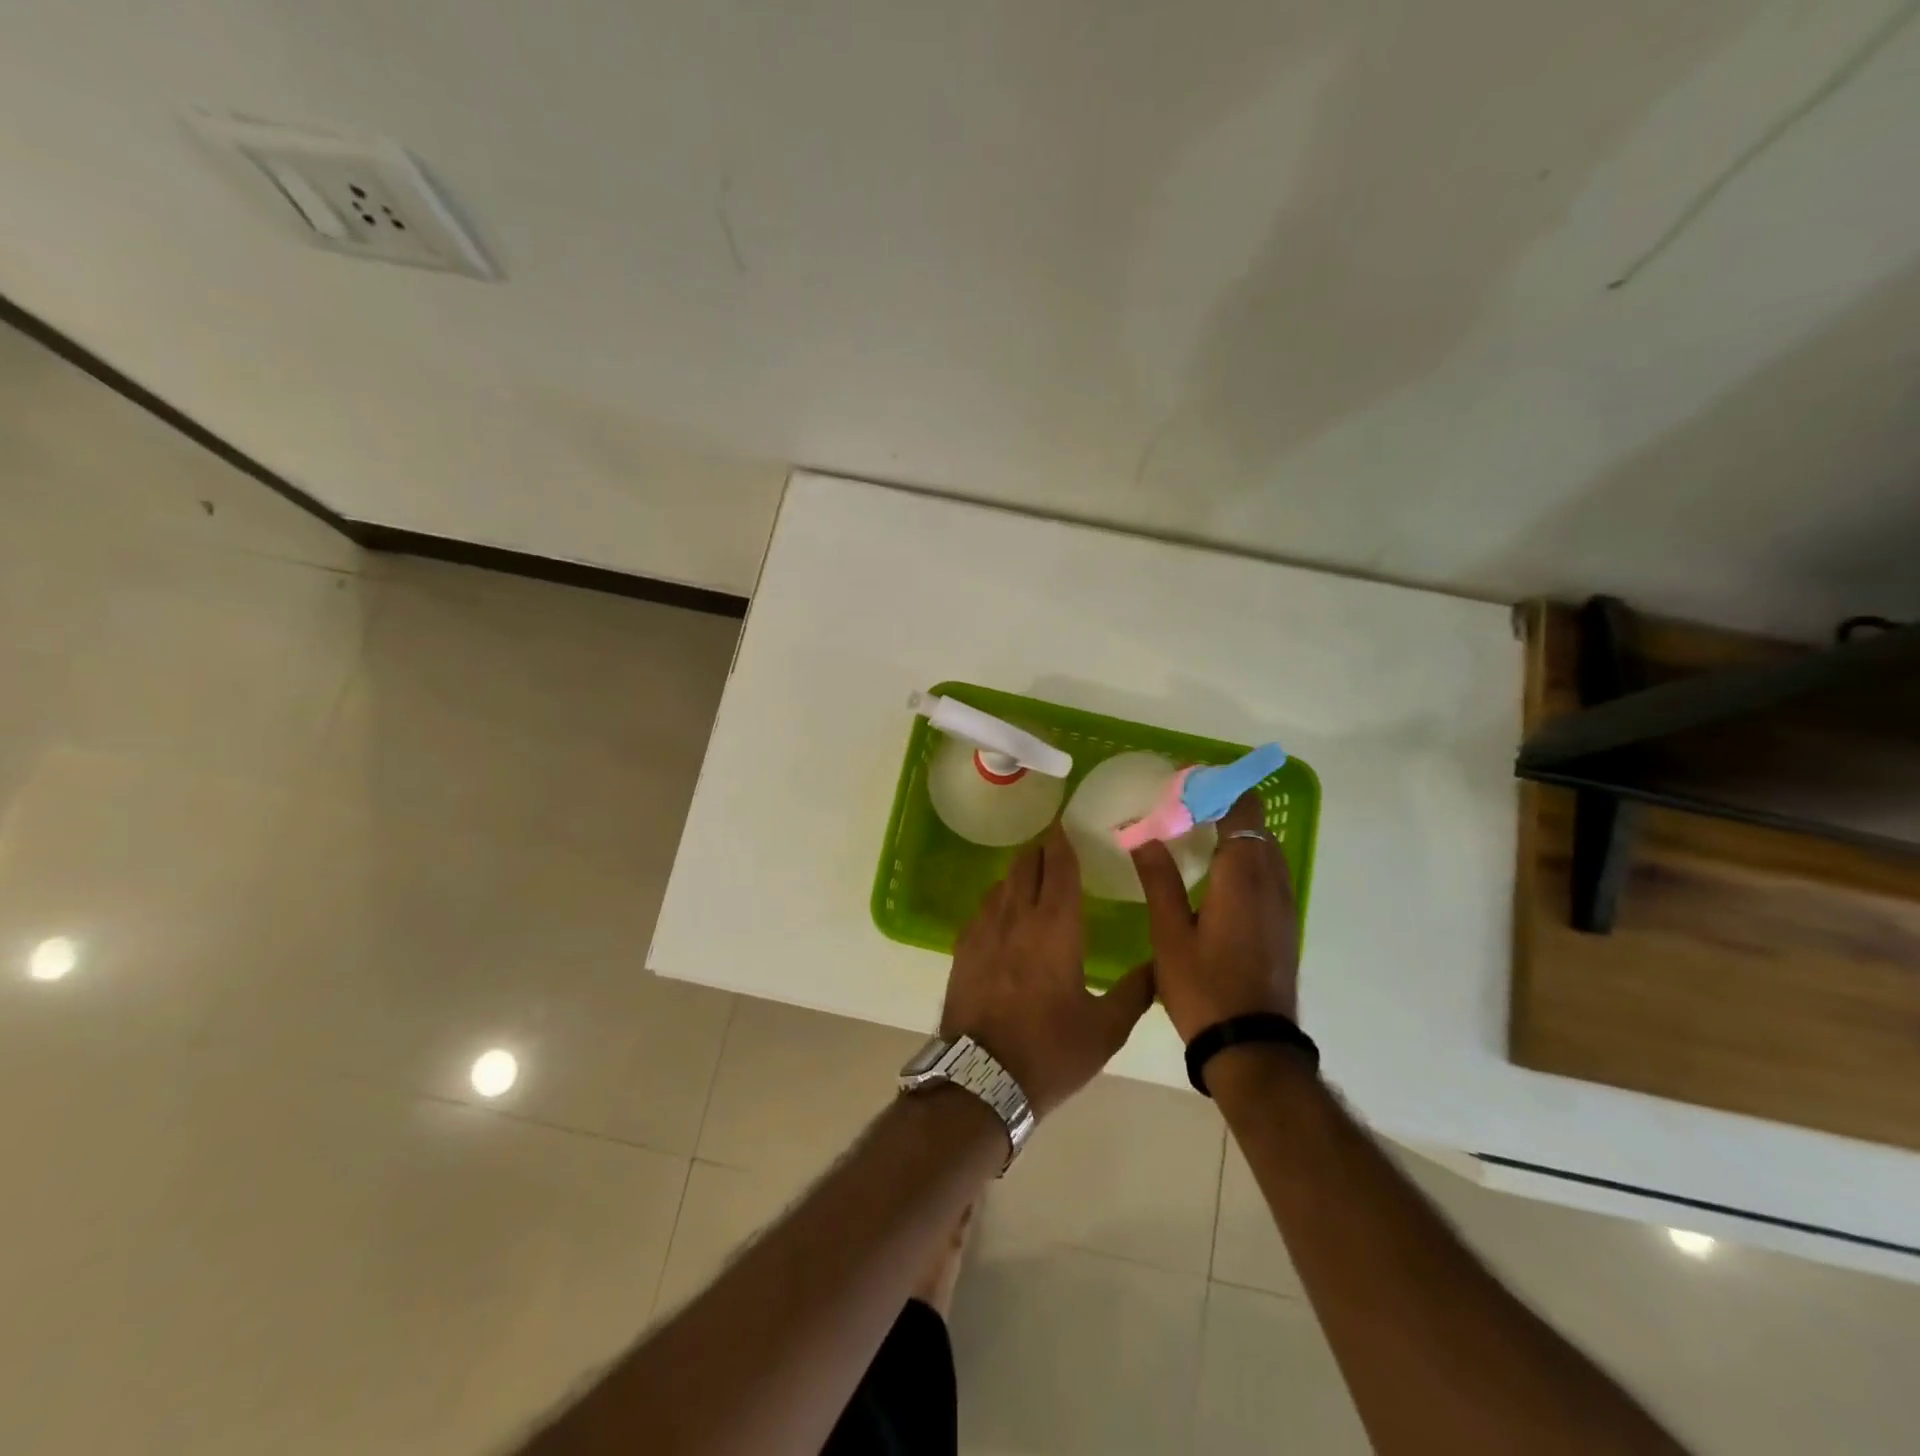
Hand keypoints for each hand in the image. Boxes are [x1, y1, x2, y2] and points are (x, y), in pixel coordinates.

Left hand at [941, 823, 1155, 1116]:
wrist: (981, 1080)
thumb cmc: (1050, 1052)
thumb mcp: (1106, 1029)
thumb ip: (1137, 991)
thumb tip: (1160, 963)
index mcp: (1056, 928)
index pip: (1060, 868)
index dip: (1064, 842)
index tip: (1068, 824)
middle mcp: (1017, 917)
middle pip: (1026, 866)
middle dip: (1042, 850)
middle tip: (1056, 845)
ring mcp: (984, 931)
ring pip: (1002, 884)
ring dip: (1020, 873)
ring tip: (1034, 875)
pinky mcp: (963, 949)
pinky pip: (983, 908)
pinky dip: (999, 899)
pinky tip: (1005, 912)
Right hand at [1130, 792, 1299, 1042]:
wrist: (1252, 1047)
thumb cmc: (1204, 988)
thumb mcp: (1169, 934)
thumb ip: (1159, 879)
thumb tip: (1142, 835)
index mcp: (1241, 878)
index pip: (1242, 812)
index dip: (1219, 790)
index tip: (1187, 782)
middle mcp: (1270, 883)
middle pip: (1256, 827)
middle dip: (1224, 808)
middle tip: (1182, 807)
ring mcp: (1282, 905)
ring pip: (1265, 850)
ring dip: (1237, 833)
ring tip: (1196, 833)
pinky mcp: (1283, 925)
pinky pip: (1268, 873)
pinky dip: (1246, 858)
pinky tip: (1216, 874)